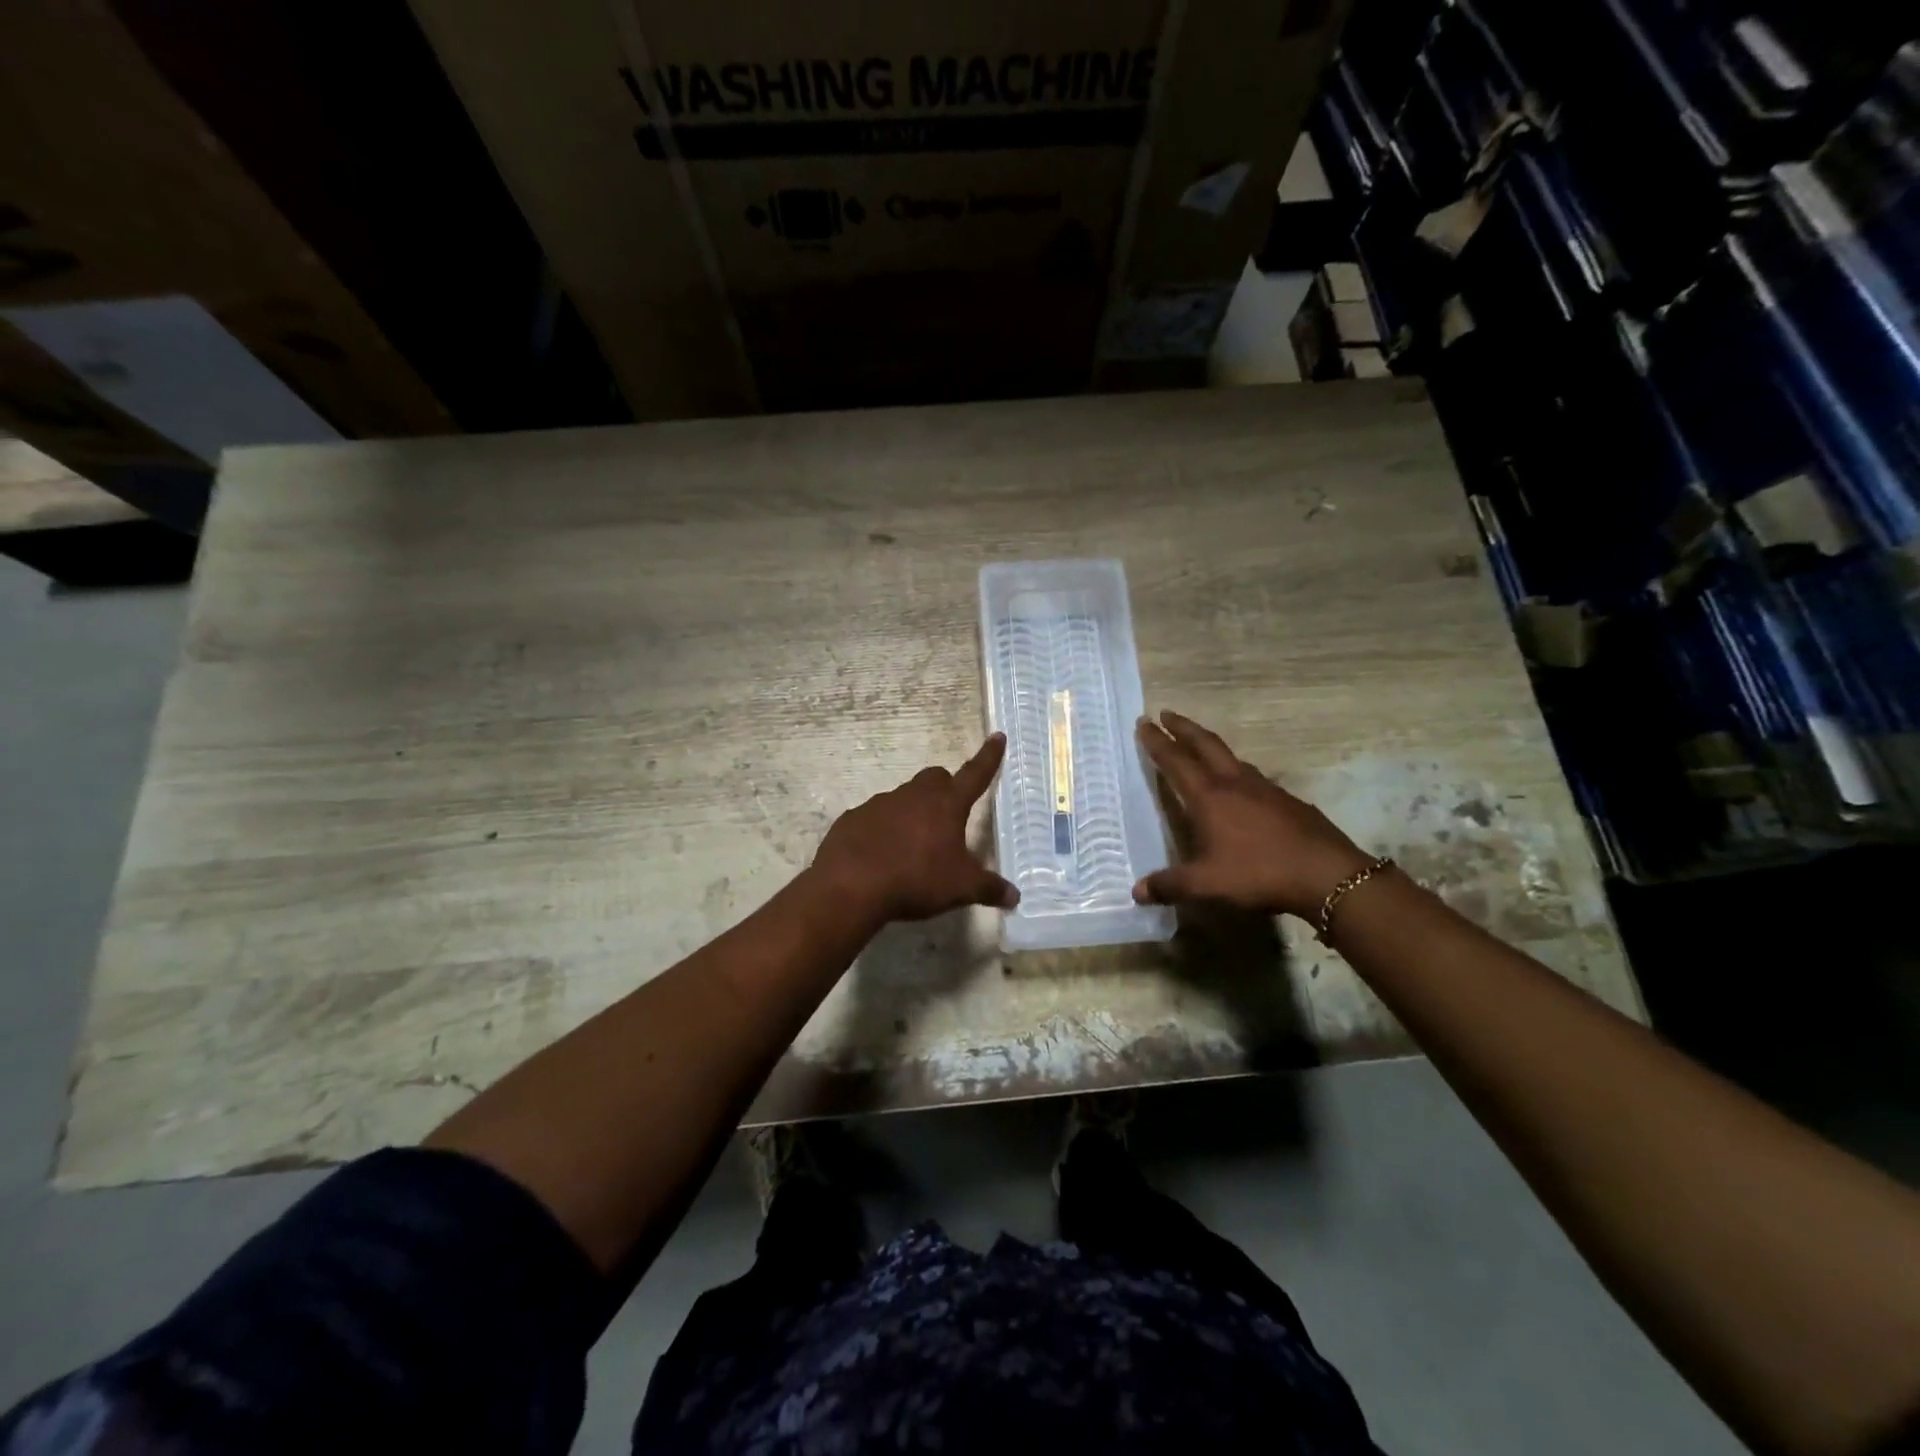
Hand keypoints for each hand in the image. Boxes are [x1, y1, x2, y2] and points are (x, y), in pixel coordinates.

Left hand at [809, 733, 1018, 924]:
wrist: (851, 886)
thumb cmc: (916, 880)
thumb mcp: (960, 889)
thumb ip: (989, 889)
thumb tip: (1015, 896)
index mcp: (946, 804)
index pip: (975, 774)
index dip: (989, 757)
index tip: (997, 737)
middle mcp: (914, 795)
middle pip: (935, 778)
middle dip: (945, 789)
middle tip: (948, 815)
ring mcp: (880, 803)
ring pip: (903, 798)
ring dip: (912, 813)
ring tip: (913, 846)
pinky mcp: (853, 818)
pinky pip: (874, 818)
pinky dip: (882, 830)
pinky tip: (881, 855)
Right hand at [1133, 710, 1371, 918]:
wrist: (1326, 874)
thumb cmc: (1258, 873)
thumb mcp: (1207, 884)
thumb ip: (1169, 886)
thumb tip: (1136, 891)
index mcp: (1209, 796)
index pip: (1176, 760)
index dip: (1157, 741)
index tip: (1144, 721)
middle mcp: (1235, 783)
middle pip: (1205, 744)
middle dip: (1184, 727)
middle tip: (1167, 713)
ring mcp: (1265, 788)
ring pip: (1232, 757)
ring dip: (1211, 746)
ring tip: (1201, 748)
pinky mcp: (1288, 800)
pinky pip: (1254, 777)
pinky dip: (1238, 771)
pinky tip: (1242, 788)